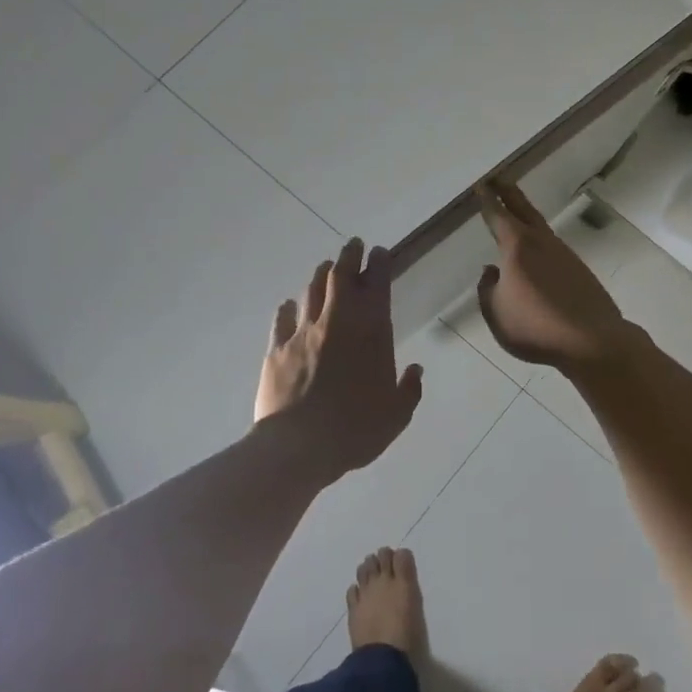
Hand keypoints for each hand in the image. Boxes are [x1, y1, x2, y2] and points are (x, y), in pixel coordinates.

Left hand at [256, 237, 423, 481]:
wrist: (298, 446)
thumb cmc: (355, 429)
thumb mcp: (396, 415)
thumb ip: (409, 389)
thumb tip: (414, 370)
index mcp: (370, 332)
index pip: (376, 285)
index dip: (379, 264)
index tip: (379, 252)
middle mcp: (337, 322)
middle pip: (340, 275)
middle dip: (348, 256)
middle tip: (353, 245)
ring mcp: (303, 332)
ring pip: (312, 290)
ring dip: (321, 275)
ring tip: (326, 267)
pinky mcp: (277, 348)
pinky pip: (282, 319)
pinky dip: (288, 308)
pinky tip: (289, 306)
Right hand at [475, 180, 630, 372]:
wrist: (591, 340)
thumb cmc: (535, 327)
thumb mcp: (496, 312)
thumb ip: (487, 289)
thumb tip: (491, 271)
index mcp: (517, 247)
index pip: (497, 216)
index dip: (487, 201)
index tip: (481, 186)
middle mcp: (541, 242)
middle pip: (523, 209)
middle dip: (508, 192)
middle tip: (498, 178)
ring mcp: (563, 253)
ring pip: (540, 226)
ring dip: (525, 214)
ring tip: (515, 211)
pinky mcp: (578, 269)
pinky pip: (552, 246)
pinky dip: (539, 239)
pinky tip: (536, 251)